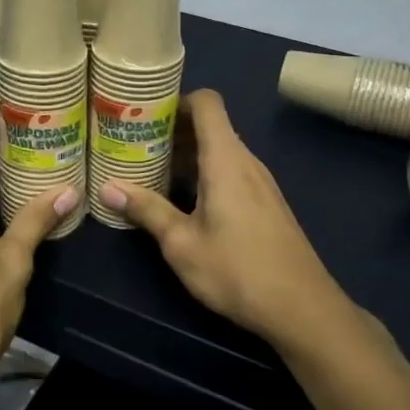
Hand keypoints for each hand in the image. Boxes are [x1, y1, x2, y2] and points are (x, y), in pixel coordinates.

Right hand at [100, 90, 353, 350]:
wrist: (303, 309)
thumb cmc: (238, 271)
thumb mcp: (182, 243)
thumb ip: (147, 210)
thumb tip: (107, 187)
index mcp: (225, 159)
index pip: (207, 103)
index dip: (176, 100)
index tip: (144, 114)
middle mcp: (246, 162)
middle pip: (210, 126)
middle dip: (172, 131)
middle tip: (134, 144)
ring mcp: (261, 183)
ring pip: (220, 151)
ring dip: (187, 155)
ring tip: (151, 171)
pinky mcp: (267, 204)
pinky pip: (231, 172)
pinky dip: (205, 174)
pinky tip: (184, 201)